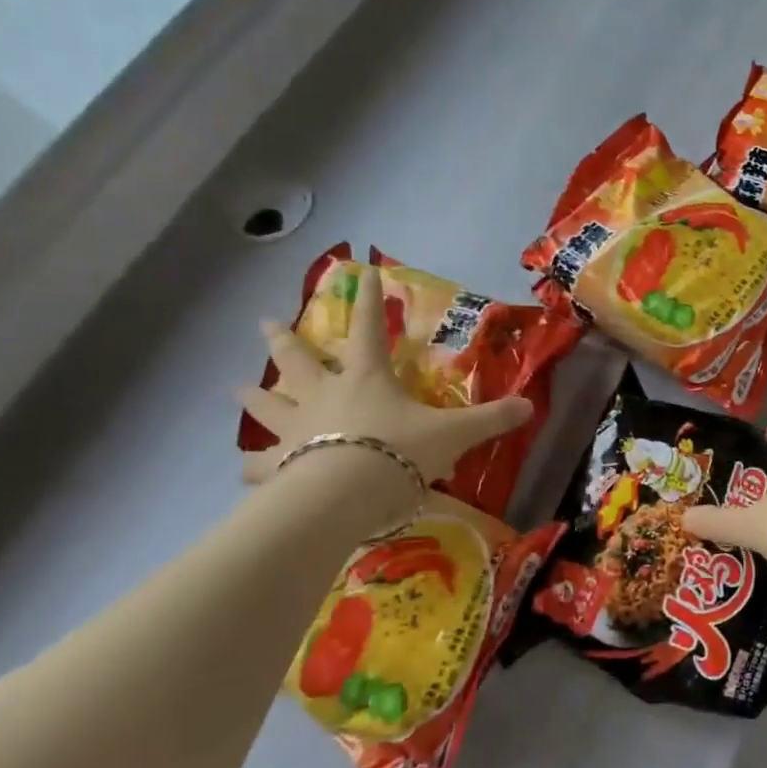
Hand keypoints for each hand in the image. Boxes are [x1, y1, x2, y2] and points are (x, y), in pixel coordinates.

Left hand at [237, 263, 532, 485]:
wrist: (347, 493)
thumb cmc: (400, 451)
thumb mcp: (455, 434)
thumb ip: (491, 419)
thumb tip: (531, 406)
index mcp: (367, 378)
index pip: (370, 330)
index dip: (369, 303)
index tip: (360, 273)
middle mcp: (325, 394)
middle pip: (299, 359)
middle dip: (284, 339)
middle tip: (263, 322)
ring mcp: (297, 429)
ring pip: (270, 405)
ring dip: (255, 396)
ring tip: (236, 388)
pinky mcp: (279, 466)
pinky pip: (261, 464)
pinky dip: (253, 465)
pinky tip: (244, 470)